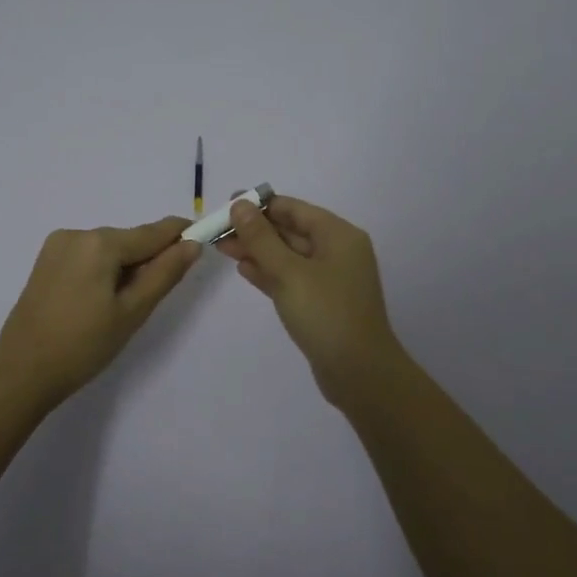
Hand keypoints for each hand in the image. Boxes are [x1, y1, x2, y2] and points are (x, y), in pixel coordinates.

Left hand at [0, 217, 201, 410]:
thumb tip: (192, 244)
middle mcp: (77, 233)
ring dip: (124, 269)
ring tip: (120, 310)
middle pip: (129, 240)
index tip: (204, 240)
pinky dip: (103, 272)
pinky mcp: (46, 262)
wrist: (21, 372)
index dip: (180, 235)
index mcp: (100, 242)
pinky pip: (88, 257)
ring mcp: (57, 246)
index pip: (153, 232)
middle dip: (148, 261)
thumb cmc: (83, 345)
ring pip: (108, 250)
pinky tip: (98, 304)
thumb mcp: (132, 312)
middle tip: (151, 301)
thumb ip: (164, 274)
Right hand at [214, 194, 407, 409]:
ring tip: (221, 247)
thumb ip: (261, 238)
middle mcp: (337, 251)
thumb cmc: (326, 314)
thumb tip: (240, 205)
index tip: (226, 204)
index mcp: (338, 235)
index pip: (294, 209)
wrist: (359, 372)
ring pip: (287, 256)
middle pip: (290, 230)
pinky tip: (243, 269)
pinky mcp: (321, 303)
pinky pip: (291, 278)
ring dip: (257, 251)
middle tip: (216, 229)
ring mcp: (330, 279)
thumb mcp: (289, 272)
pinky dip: (268, 272)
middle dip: (254, 229)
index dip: (259, 205)